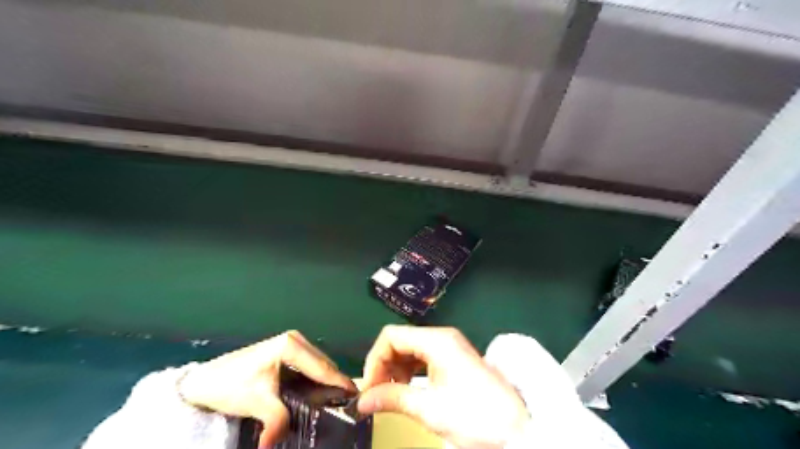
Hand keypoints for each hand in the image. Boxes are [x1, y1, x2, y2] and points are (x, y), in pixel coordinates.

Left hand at [183, 328, 356, 447]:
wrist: (202, 382)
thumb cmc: (229, 386)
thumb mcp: (255, 403)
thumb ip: (276, 420)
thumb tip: (276, 444)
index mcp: (291, 345)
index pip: (323, 367)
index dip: (340, 383)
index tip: (357, 397)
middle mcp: (295, 340)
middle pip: (323, 364)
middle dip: (334, 384)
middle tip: (345, 406)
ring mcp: (291, 344)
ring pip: (317, 365)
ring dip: (325, 382)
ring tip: (335, 402)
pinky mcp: (286, 352)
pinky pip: (309, 366)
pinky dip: (315, 379)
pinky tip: (317, 394)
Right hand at [360, 327, 529, 448]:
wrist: (516, 428)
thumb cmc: (476, 415)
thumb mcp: (430, 409)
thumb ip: (393, 399)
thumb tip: (363, 400)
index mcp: (437, 341)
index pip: (392, 336)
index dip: (375, 359)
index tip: (369, 386)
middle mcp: (442, 338)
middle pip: (400, 341)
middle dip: (384, 366)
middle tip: (376, 394)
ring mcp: (449, 348)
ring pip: (410, 350)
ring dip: (395, 370)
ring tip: (390, 395)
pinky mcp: (453, 360)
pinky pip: (422, 359)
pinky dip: (409, 373)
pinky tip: (406, 390)